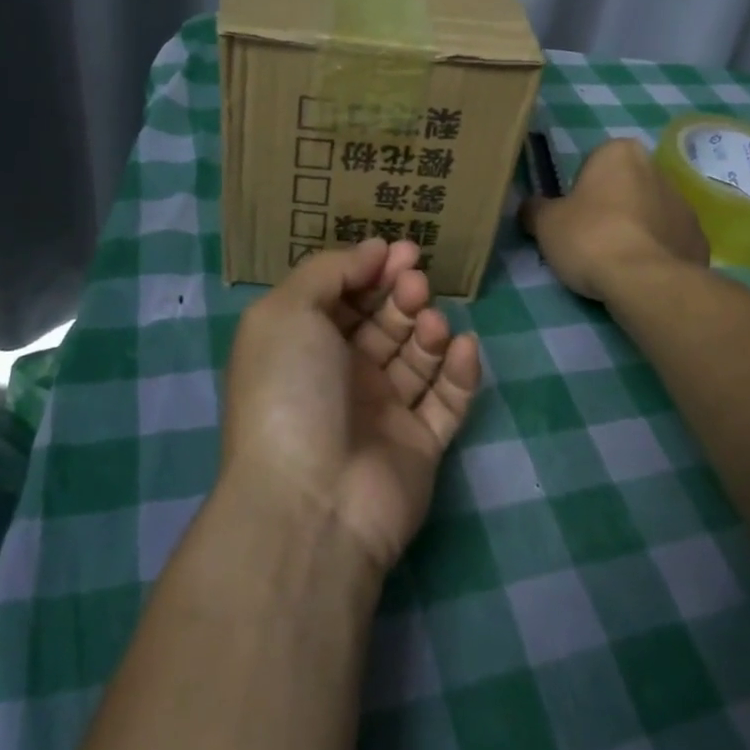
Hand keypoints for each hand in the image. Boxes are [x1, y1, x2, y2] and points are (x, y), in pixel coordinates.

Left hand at [222, 239, 482, 575]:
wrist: (312, 500)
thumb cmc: (290, 391)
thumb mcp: (288, 312)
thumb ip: (329, 270)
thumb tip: (373, 250)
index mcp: (304, 346)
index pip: (344, 296)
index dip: (371, 269)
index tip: (400, 249)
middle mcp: (342, 375)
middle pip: (384, 321)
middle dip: (403, 294)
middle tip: (416, 283)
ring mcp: (383, 411)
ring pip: (417, 355)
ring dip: (429, 329)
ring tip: (430, 322)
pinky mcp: (420, 443)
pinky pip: (447, 399)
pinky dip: (459, 370)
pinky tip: (462, 348)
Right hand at [520, 137, 708, 301]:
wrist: (646, 281)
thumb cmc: (591, 238)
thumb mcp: (545, 223)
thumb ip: (535, 209)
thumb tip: (530, 208)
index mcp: (620, 152)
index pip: (592, 164)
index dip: (578, 191)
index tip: (572, 217)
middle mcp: (657, 168)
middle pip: (624, 187)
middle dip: (610, 208)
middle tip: (589, 240)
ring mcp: (684, 204)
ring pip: (648, 213)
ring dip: (634, 229)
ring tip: (615, 262)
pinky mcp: (698, 238)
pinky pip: (668, 241)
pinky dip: (655, 252)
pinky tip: (639, 274)